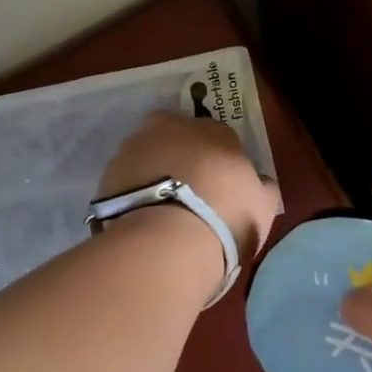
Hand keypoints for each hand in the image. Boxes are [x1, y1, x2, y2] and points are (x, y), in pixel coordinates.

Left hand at [99, 112, 281, 262]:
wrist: (167, 242)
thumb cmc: (226, 219)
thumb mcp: (263, 207)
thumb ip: (263, 188)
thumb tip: (261, 182)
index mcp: (215, 131)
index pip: (219, 135)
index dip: (219, 159)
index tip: (220, 184)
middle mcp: (172, 129)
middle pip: (176, 133)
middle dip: (180, 151)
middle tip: (187, 186)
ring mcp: (135, 148)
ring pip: (147, 152)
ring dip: (153, 170)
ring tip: (159, 206)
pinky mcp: (108, 174)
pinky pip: (125, 178)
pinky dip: (132, 191)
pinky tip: (140, 216)